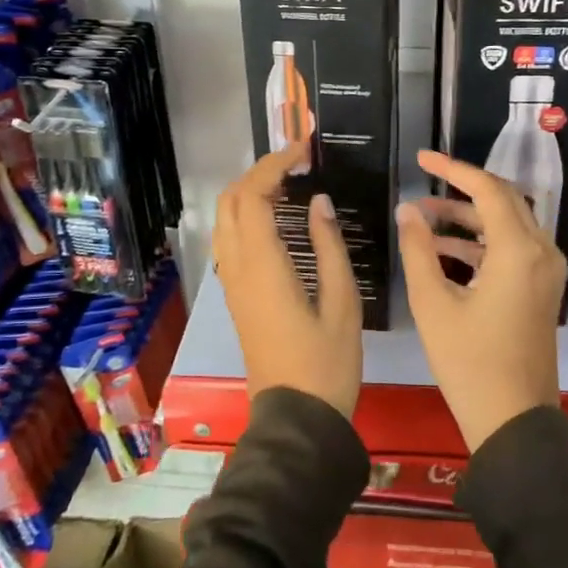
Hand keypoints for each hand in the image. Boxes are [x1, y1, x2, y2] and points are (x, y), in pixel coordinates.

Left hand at [213, 145, 361, 416]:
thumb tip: (319, 202)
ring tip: (288, 183)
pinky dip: (246, 215)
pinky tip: (276, 218)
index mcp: (264, 266)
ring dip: (248, 192)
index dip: (274, 165)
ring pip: (224, 220)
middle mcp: (238, 268)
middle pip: (230, 201)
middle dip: (257, 172)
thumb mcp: (343, 302)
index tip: (303, 150)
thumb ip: (329, 246)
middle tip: (296, 163)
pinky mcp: (236, 296)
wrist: (296, 417)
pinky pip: (230, 240)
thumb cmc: (327, 362)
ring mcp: (233, 283)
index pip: (254, 196)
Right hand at [396, 150, 564, 451]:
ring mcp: (546, 272)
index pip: (486, 189)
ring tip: (423, 220)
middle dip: (461, 190)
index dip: (452, 168)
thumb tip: (407, 210)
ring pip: (508, 225)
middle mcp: (541, 252)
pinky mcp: (541, 289)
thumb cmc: (469, 362)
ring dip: (468, 219)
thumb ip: (418, 249)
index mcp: (519, 250)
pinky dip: (481, 244)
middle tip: (424, 182)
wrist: (514, 421)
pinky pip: (512, 250)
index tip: (422, 158)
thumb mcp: (433, 303)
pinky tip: (442, 252)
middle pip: (503, 201)